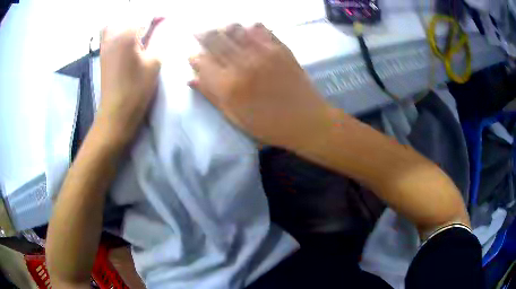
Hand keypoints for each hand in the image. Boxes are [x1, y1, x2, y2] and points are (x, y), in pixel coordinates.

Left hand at [96, 18, 162, 147]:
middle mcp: (112, 35)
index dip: (156, 16)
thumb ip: (156, 39)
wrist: (116, 113)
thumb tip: (160, 24)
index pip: (143, 15)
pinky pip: (108, 33)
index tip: (165, 18)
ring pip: (115, 23)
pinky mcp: (102, 54)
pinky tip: (127, 38)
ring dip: (128, 23)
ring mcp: (105, 45)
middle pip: (127, 16)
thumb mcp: (153, 61)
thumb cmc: (136, 89)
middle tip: (152, 25)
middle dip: (141, 18)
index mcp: (125, 34)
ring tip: (139, 30)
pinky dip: (118, 30)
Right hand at [190, 23, 333, 149]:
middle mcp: (242, 64)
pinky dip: (250, 27)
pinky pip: (261, 29)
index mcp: (228, 86)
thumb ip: (212, 95)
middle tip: (199, 32)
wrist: (306, 120)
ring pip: (236, 30)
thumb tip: (191, 78)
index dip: (195, 57)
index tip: (193, 56)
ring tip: (220, 29)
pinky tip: (247, 29)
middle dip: (204, 35)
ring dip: (224, 28)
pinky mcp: (280, 48)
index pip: (203, 62)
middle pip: (216, 40)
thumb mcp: (235, 117)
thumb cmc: (269, 125)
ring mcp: (262, 53)